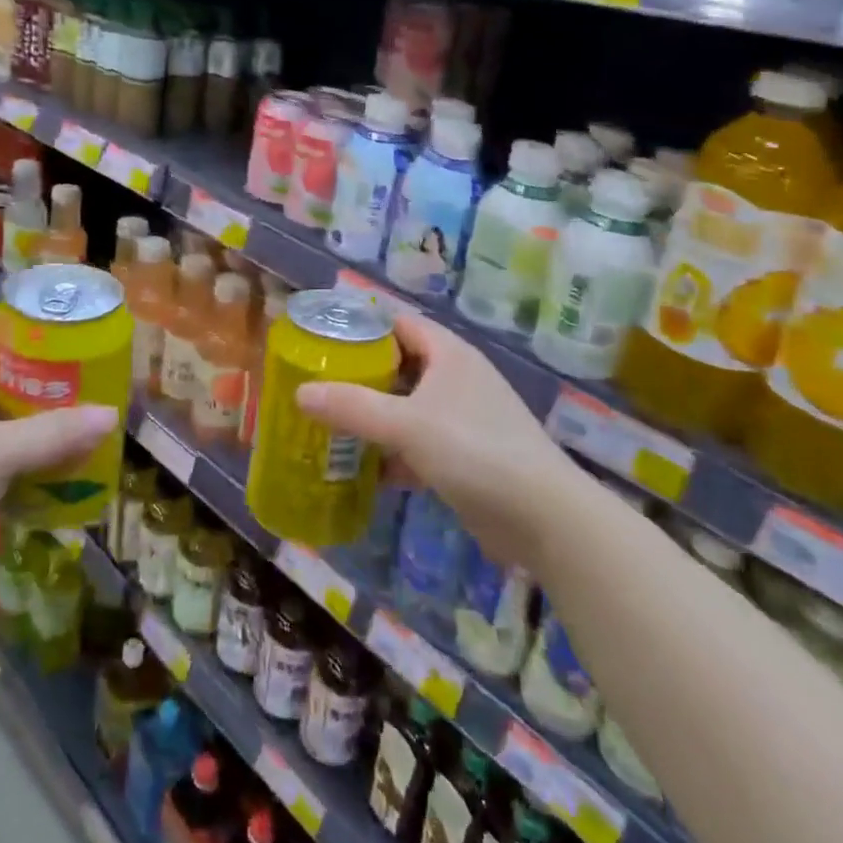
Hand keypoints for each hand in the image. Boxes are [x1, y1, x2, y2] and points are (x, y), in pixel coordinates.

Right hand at [297, 313, 570, 566]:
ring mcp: (462, 418)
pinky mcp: (464, 456)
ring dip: (373, 417)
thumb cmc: (474, 450)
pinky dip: (392, 453)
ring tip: (328, 424)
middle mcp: (456, 378)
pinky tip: (361, 469)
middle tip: (316, 384)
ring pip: (407, 408)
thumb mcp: (407, 425)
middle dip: (360, 376)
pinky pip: (417, 443)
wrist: (543, 518)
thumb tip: (300, 393)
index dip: (361, 328)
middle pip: (399, 366)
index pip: (398, 324)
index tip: (321, 340)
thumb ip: (352, 407)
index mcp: (449, 353)